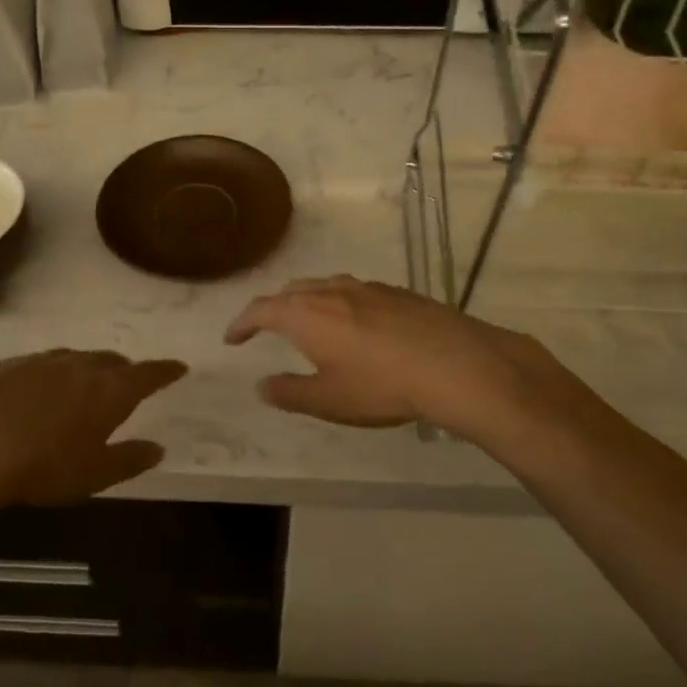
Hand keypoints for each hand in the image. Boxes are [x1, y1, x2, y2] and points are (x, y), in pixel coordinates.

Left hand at [0, 350, 187, 516]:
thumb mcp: (94, 474)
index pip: (149, 374)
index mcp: (110, 389)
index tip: (179, 368)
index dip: (166, 371)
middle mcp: (80, 365)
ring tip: (81, 389)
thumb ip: (130, 459)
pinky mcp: (6, 365)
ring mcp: (41, 360)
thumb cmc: (42, 466)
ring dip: (84, 371)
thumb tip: (157, 449)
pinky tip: (36, 394)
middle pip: (111, 361)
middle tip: (126, 386)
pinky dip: (49, 376)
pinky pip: (40, 365)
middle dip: (124, 371)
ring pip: (74, 359)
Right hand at [224, 275, 594, 443]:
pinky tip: (356, 324)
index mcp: (305, 314)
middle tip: (266, 328)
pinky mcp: (397, 292)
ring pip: (324, 286)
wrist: (454, 364)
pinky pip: (354, 291)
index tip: (232, 338)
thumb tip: (262, 385)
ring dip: (307, 301)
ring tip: (308, 321)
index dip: (242, 323)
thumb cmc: (380, 386)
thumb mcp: (327, 399)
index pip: (261, 310)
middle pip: (291, 291)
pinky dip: (339, 303)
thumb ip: (290, 392)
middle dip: (273, 308)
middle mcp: (331, 291)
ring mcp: (367, 287)